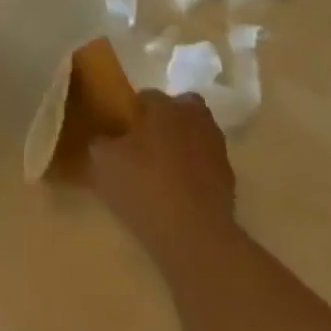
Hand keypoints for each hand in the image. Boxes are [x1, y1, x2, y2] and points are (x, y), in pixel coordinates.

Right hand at [89, 91, 236, 268]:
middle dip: (169, 116)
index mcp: (164, 108)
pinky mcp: (229, 180)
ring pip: (199, 134)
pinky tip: (178, 189)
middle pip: (184, 107)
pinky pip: (207, 163)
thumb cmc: (143, 185)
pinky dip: (196, 169)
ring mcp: (217, 150)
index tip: (122, 126)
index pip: (149, 95)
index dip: (134, 109)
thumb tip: (104, 138)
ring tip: (163, 166)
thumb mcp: (103, 161)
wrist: (194, 235)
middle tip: (148, 138)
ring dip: (185, 142)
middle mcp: (194, 120)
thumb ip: (101, 142)